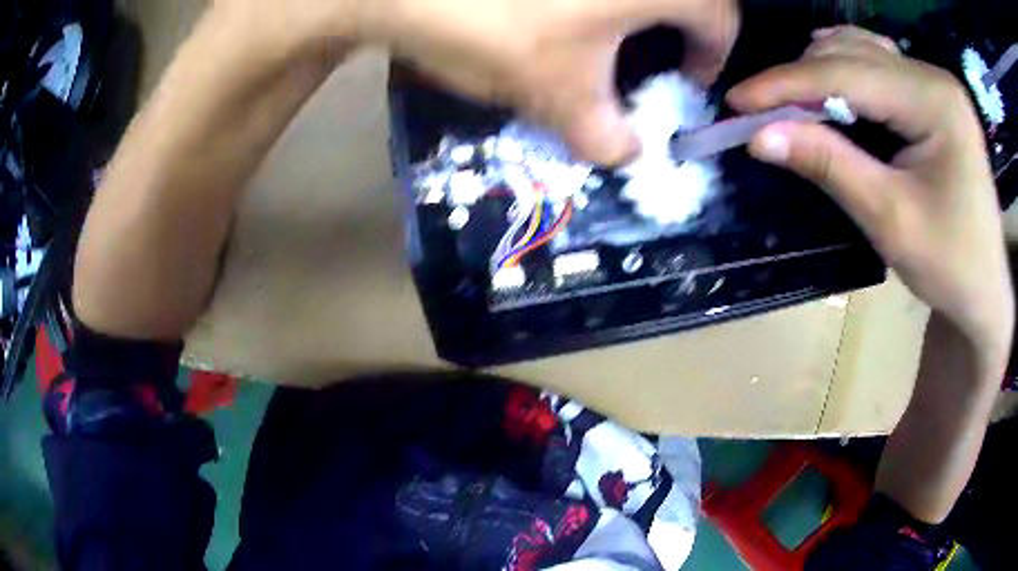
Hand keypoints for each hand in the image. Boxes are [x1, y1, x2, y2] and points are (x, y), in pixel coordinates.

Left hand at [353, 0, 738, 164]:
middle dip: (676, 27)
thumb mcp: (560, 92)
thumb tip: (628, 157)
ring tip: (603, 34)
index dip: (712, 56)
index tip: (688, 80)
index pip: (720, 19)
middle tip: (647, 57)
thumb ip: (607, 136)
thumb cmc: (499, 26)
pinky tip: (562, 10)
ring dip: (632, 7)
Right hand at [727, 27, 1013, 360]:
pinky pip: (877, 65)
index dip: (787, 83)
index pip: (848, 73)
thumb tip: (760, 136)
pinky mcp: (932, 96)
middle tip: (760, 111)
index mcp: (935, 101)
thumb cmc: (949, 265)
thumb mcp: (890, 219)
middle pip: (852, 54)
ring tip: (791, 105)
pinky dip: (845, 74)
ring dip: (819, 73)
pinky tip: (829, 90)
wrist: (985, 291)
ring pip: (860, 52)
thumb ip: (829, 165)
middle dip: (801, 79)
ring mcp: (934, 83)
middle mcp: (933, 77)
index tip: (737, 101)